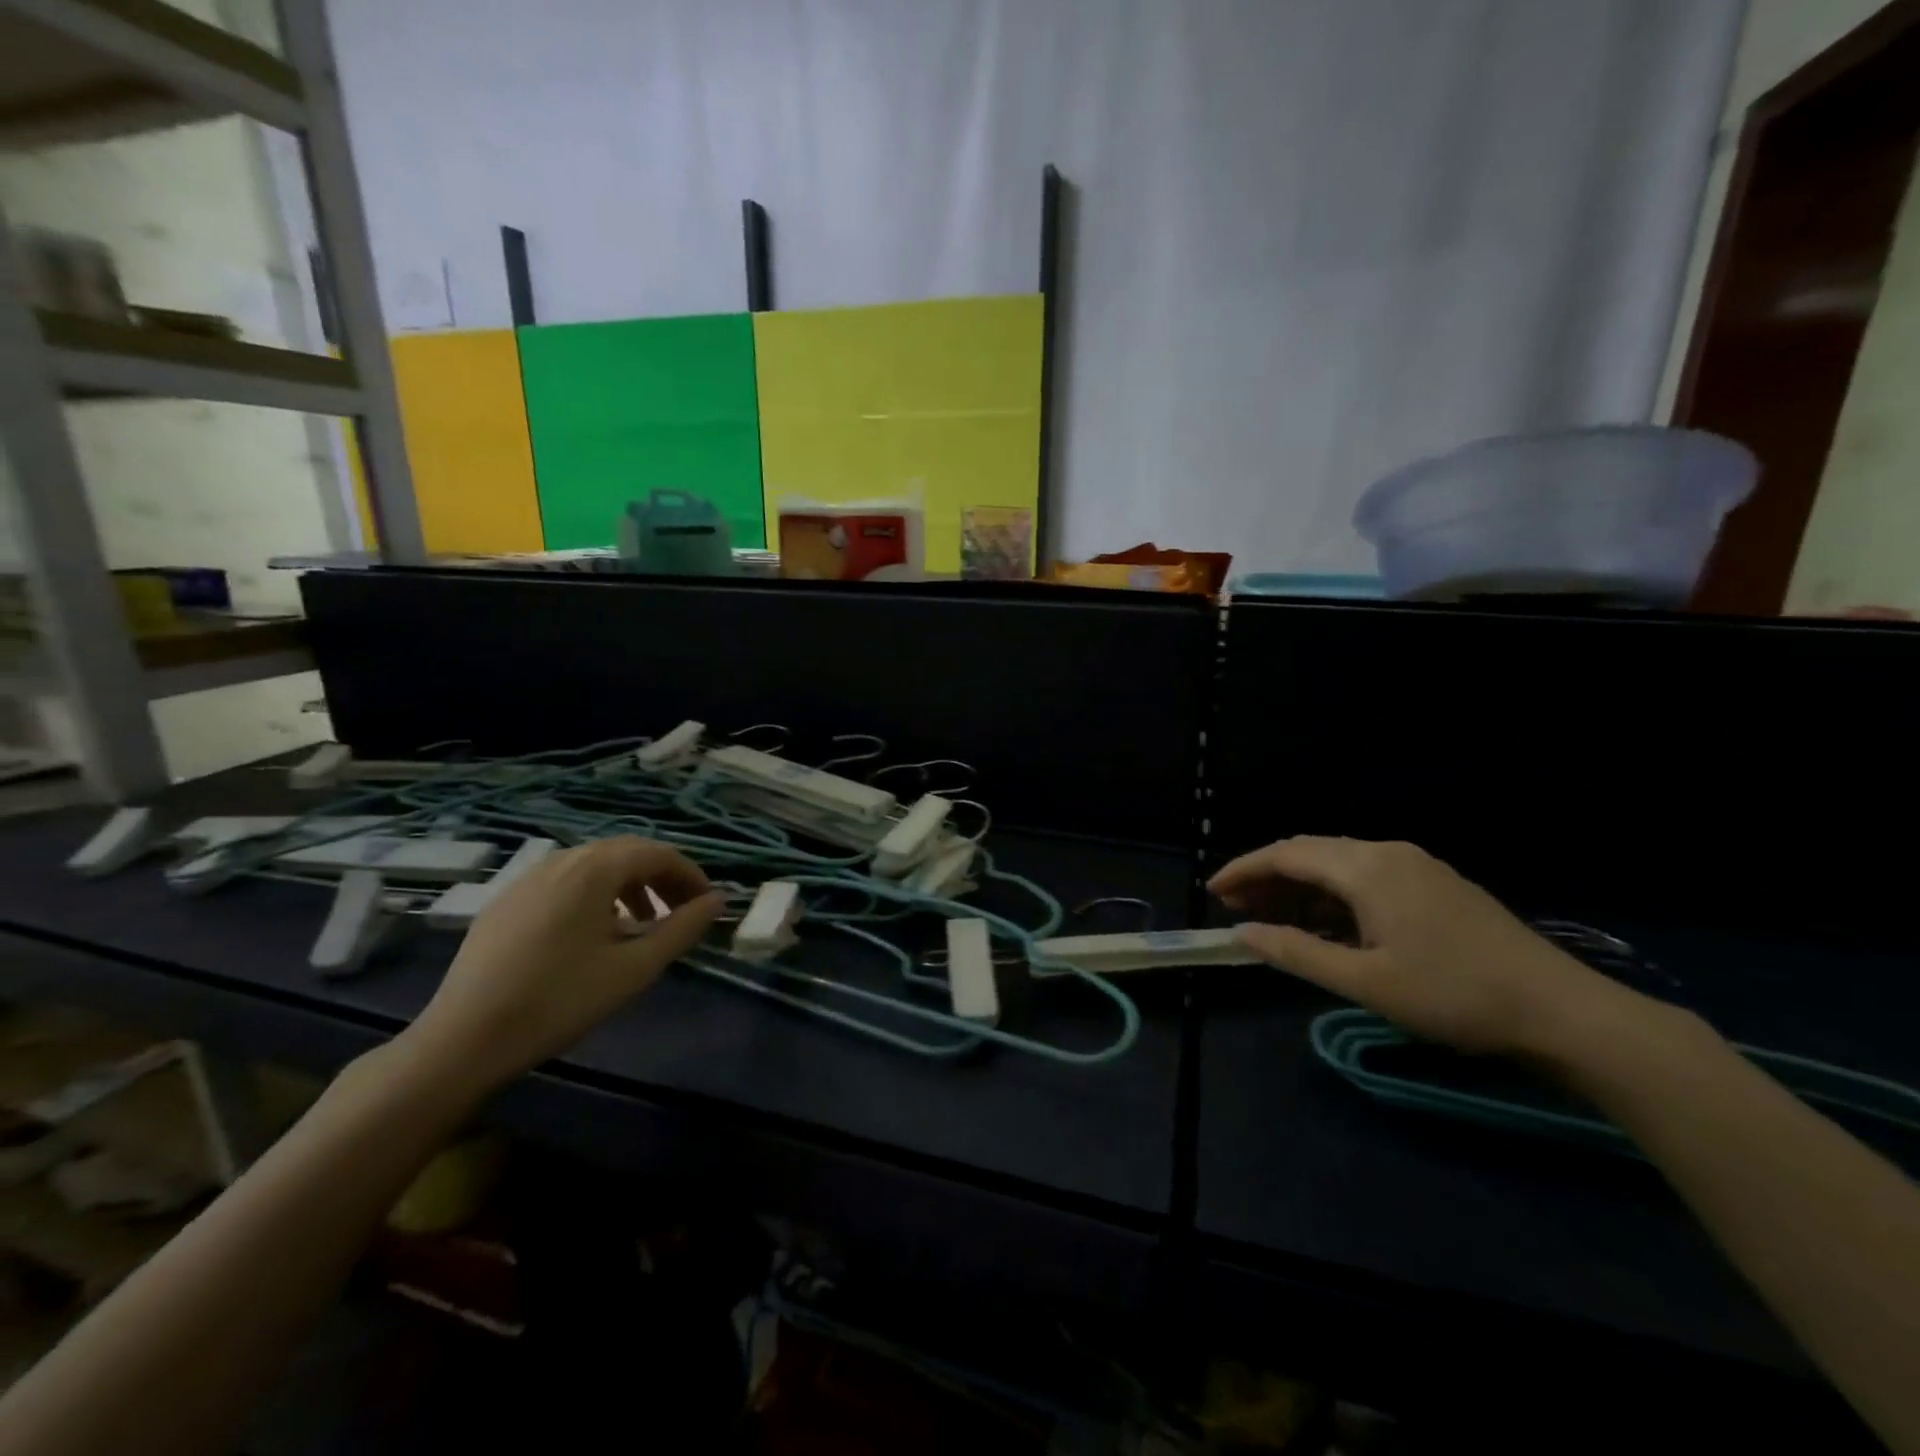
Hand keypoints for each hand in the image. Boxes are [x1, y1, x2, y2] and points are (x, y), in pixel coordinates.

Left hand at [403, 837, 722, 1093]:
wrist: (463, 1039)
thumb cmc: (559, 1001)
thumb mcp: (634, 968)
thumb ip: (682, 929)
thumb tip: (717, 902)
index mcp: (593, 869)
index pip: (658, 854)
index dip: (690, 875)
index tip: (708, 905)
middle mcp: (561, 860)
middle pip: (626, 853)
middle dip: (661, 878)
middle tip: (681, 912)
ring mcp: (528, 878)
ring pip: (594, 866)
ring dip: (628, 885)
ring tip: (642, 923)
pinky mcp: (506, 901)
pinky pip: (564, 882)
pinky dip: (594, 895)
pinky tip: (593, 933)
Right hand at [1210, 836, 1636, 1056]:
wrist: (1561, 1010)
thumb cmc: (1453, 995)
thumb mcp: (1365, 982)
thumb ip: (1297, 953)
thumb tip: (1244, 935)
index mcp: (1366, 869)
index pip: (1286, 854)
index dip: (1244, 870)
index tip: (1213, 891)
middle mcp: (1387, 853)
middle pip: (1310, 852)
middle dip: (1267, 875)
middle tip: (1236, 907)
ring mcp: (1415, 866)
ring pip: (1338, 864)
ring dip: (1299, 886)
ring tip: (1271, 917)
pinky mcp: (1435, 885)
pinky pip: (1365, 877)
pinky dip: (1332, 895)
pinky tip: (1325, 925)